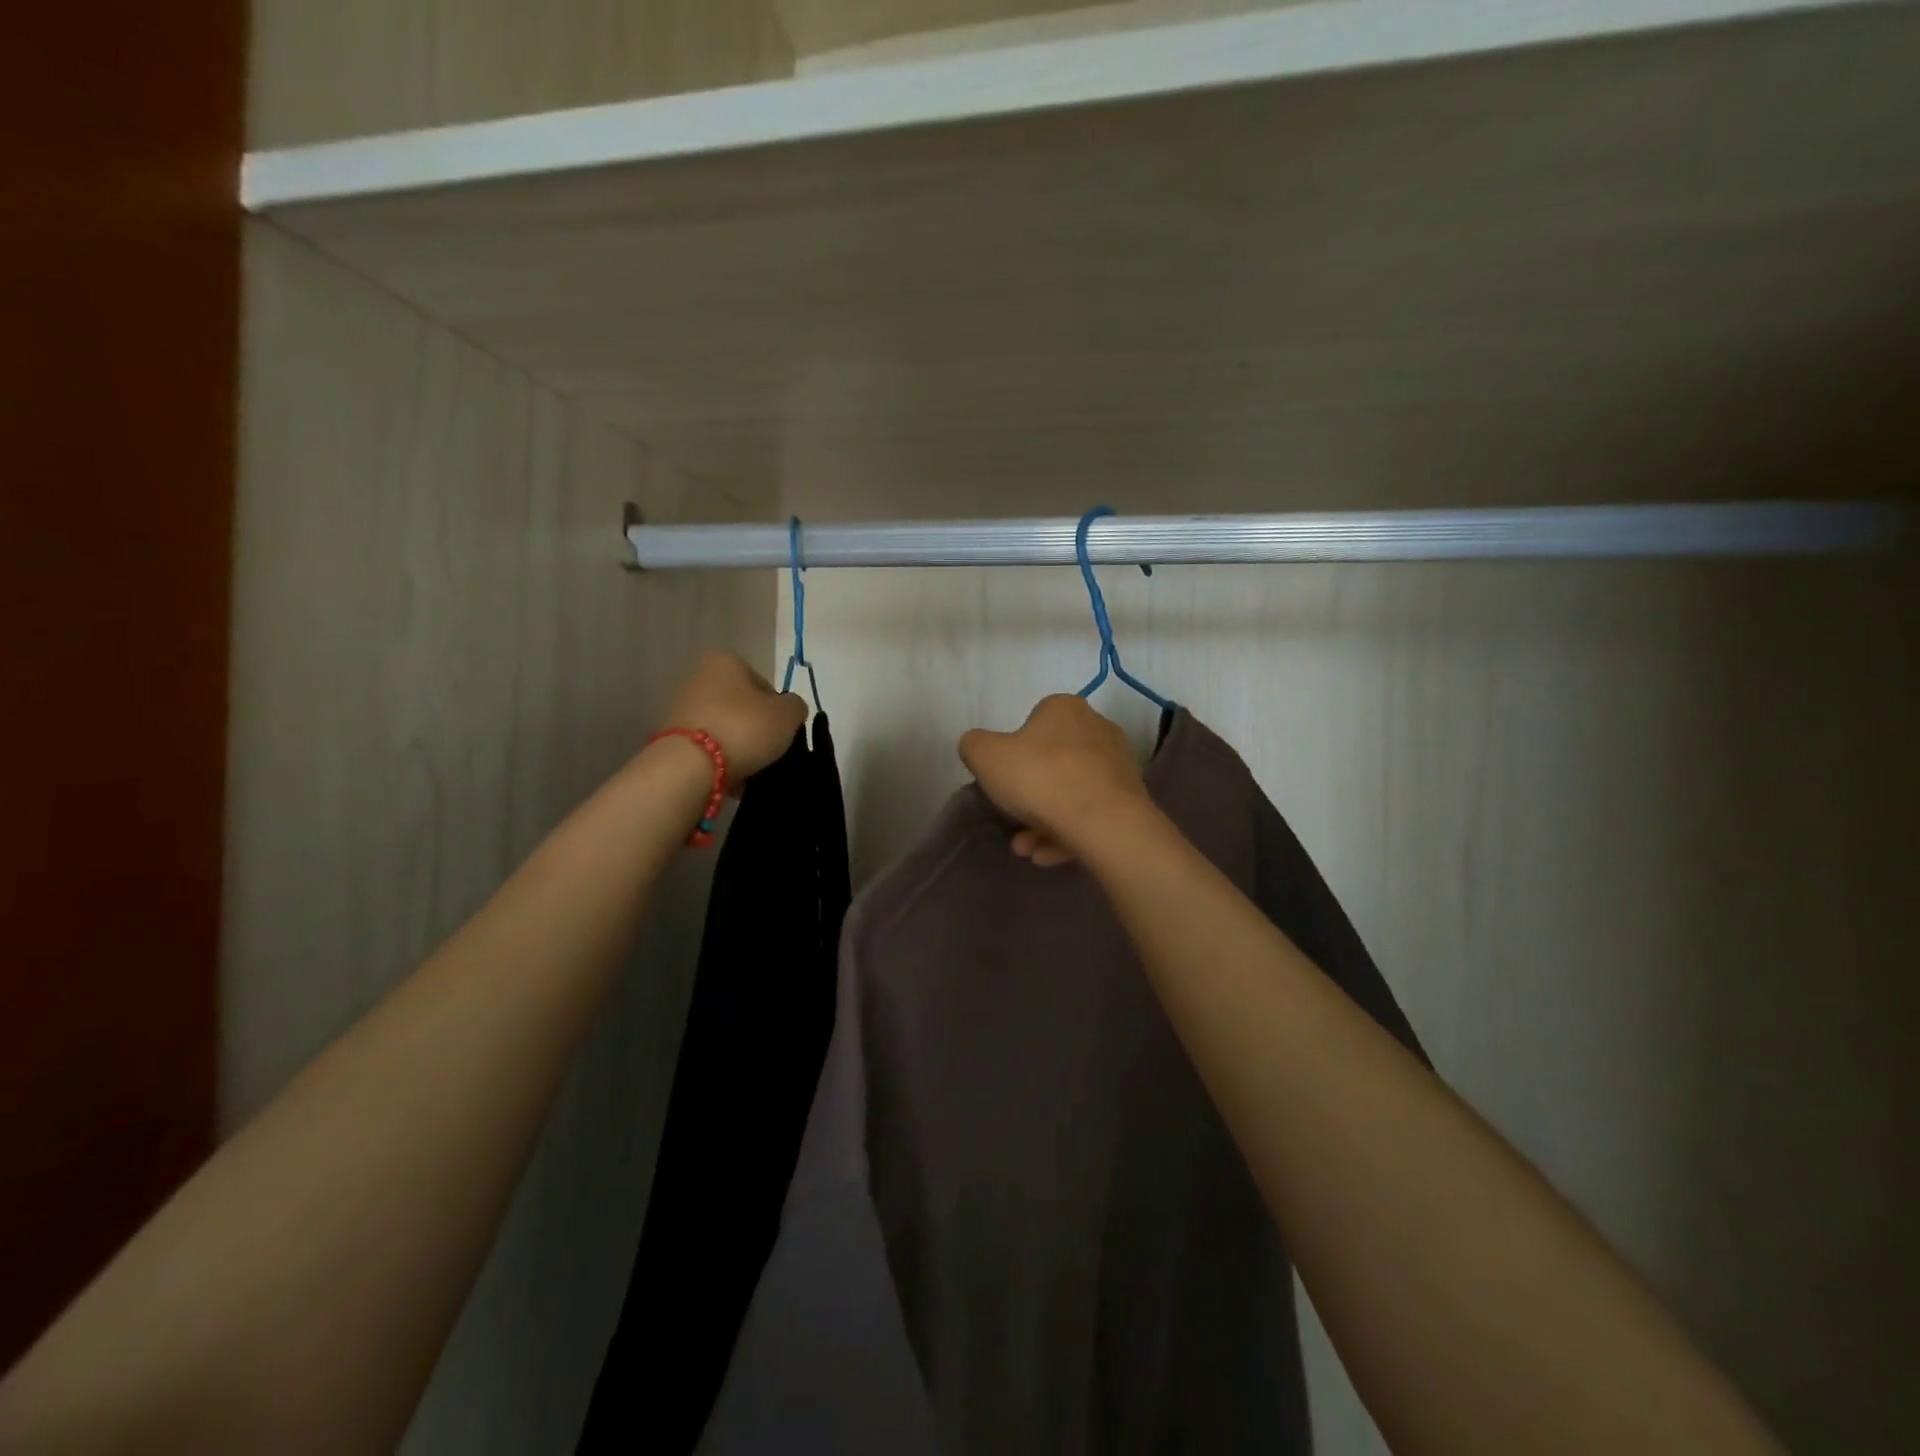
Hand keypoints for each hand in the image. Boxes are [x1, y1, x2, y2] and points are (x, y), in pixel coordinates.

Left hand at [661, 652, 808, 788]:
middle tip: (769, 752)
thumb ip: (795, 706)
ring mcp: (681, 708)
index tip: (783, 732)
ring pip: (725, 728)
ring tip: (751, 770)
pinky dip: (720, 761)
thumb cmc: (744, 728)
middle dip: (756, 729)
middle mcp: (699, 677)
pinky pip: (707, 748)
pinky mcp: (671, 738)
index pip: (764, 684)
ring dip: (739, 747)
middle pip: (742, 706)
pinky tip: (730, 778)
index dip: (778, 710)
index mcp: (725, 661)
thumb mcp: (788, 714)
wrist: (689, 766)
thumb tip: (789, 710)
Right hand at [958, 695, 1153, 866]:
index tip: (1003, 779)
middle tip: (1013, 820)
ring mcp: (1118, 766)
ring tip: (1027, 849)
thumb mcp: (985, 756)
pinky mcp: (1130, 800)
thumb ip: (974, 746)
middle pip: (1053, 762)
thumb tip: (978, 748)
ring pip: (1071, 793)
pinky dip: (1068, 834)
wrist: (1104, 822)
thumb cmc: (1040, 778)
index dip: (1013, 751)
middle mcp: (1097, 729)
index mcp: (1065, 708)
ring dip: (1045, 821)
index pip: (1033, 722)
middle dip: (1029, 795)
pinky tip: (1047, 855)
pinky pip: (1090, 815)